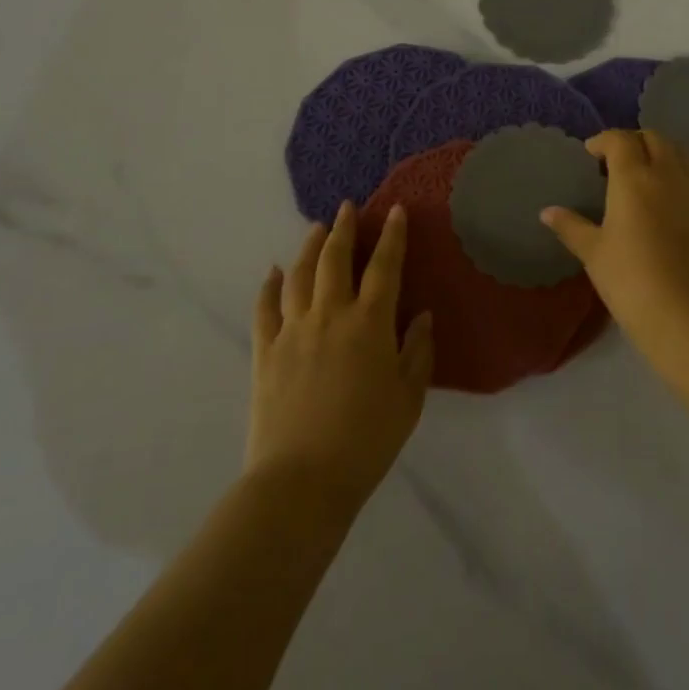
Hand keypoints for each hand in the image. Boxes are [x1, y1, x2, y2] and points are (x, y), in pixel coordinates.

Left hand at [247, 202, 434, 506]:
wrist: (301, 481)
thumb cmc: (366, 441)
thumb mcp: (409, 399)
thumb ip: (418, 352)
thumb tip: (423, 315)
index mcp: (370, 325)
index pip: (385, 267)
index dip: (392, 236)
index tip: (396, 210)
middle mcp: (330, 316)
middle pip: (336, 260)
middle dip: (344, 229)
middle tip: (348, 208)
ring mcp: (293, 331)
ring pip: (300, 275)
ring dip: (310, 247)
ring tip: (317, 229)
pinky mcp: (265, 351)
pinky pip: (265, 308)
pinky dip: (270, 285)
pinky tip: (274, 272)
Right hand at [540, 130, 688, 354]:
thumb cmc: (631, 281)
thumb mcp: (594, 253)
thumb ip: (571, 226)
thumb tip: (547, 212)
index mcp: (634, 178)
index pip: (620, 140)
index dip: (603, 141)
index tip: (591, 154)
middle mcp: (669, 173)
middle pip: (654, 138)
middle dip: (633, 142)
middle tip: (618, 163)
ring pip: (681, 151)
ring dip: (662, 152)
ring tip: (648, 173)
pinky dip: (684, 171)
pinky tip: (675, 194)